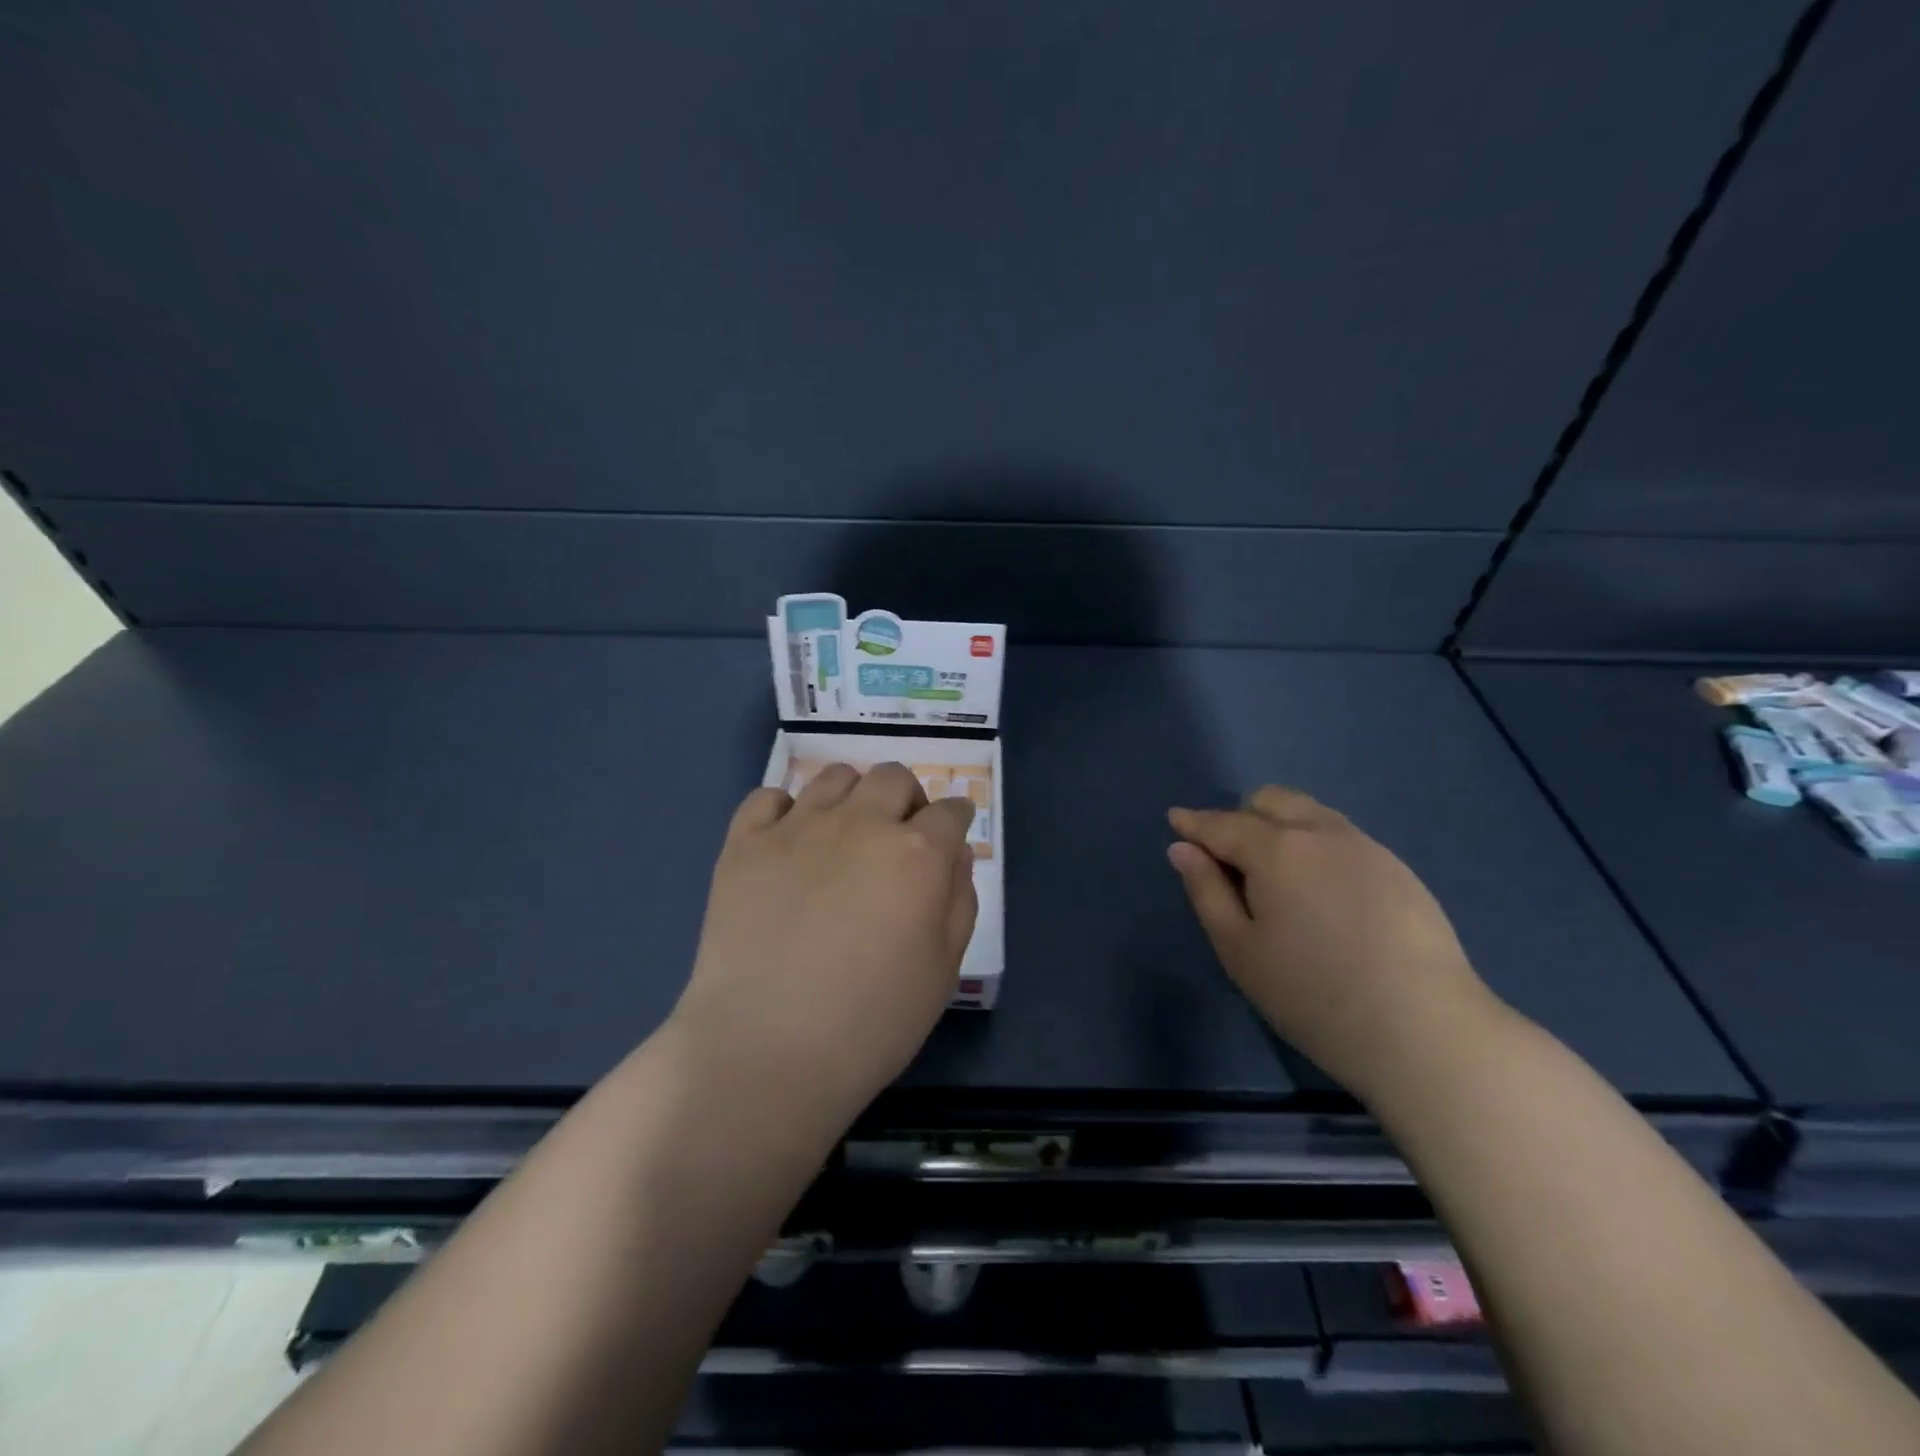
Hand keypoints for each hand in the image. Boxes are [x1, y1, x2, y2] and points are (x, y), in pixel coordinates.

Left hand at [672, 763, 977, 1132]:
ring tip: (845, 835)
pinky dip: (786, 810)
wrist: (765, 1051)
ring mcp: (797, 827)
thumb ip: (959, 902)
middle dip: (907, 799)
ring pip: (835, 776)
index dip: (956, 820)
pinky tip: (789, 842)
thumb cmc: (871, 1023)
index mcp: (917, 854)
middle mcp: (861, 823)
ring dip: (853, 796)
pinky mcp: (745, 843)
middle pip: (893, 778)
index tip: (951, 835)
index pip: (950, 811)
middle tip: (899, 837)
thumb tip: (954, 855)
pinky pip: (768, 796)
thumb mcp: (943, 970)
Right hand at [1167, 787, 1497, 1105]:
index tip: (1175, 820)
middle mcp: (1321, 833)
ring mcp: (1367, 847)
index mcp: (1276, 849)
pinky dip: (1317, 847)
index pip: (1222, 824)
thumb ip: (1206, 890)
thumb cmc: (1312, 994)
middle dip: (1241, 817)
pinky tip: (1323, 895)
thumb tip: (1183, 849)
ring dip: (1282, 828)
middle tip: (1232, 863)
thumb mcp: (1238, 949)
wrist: (1425, 1031)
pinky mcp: (1400, 870)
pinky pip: (1343, 838)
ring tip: (1278, 878)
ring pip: (1311, 814)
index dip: (1194, 823)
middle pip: (1271, 800)